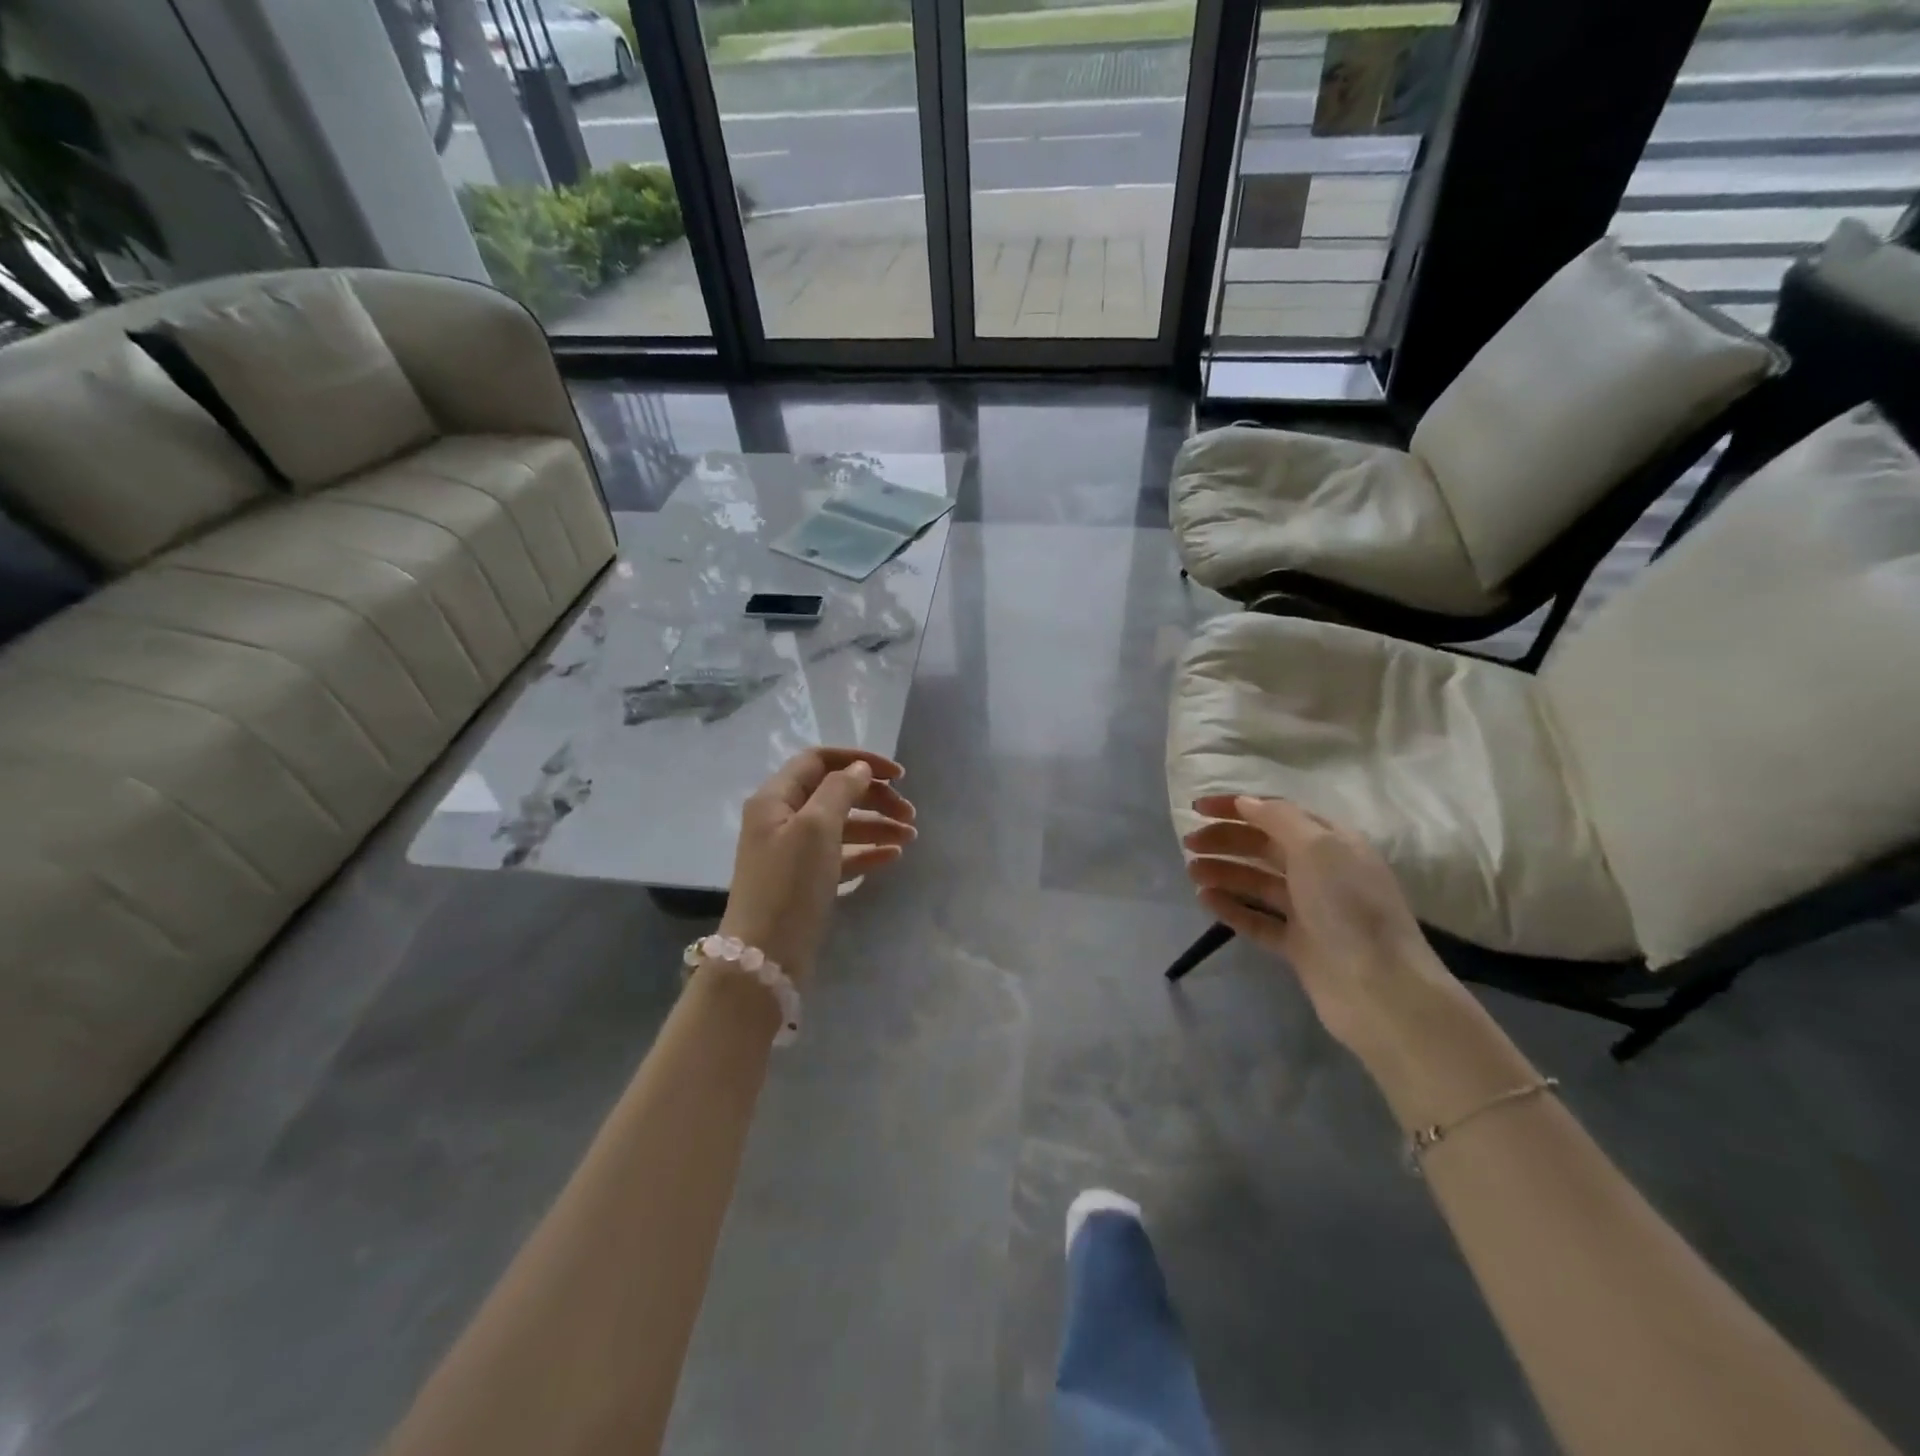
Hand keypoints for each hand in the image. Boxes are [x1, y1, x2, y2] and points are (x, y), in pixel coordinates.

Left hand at [718, 748, 915, 985]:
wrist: (764, 957)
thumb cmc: (789, 884)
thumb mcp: (816, 828)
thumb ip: (839, 790)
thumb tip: (859, 769)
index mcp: (776, 798)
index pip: (819, 761)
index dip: (859, 761)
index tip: (898, 776)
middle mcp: (782, 819)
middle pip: (834, 792)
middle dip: (874, 797)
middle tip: (909, 813)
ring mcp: (794, 852)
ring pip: (842, 825)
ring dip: (877, 825)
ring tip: (911, 836)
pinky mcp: (806, 880)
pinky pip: (841, 855)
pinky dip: (867, 851)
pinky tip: (894, 856)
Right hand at [1182, 795, 1466, 1064]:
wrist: (1380, 989)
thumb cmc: (1349, 907)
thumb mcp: (1318, 847)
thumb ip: (1279, 819)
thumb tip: (1245, 802)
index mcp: (1332, 842)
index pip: (1276, 813)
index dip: (1236, 807)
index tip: (1196, 808)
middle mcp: (1322, 872)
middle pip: (1264, 847)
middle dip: (1226, 840)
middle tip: (1188, 844)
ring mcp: (1310, 911)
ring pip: (1257, 883)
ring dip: (1224, 872)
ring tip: (1192, 872)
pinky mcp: (1298, 945)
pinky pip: (1257, 920)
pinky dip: (1232, 907)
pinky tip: (1205, 899)